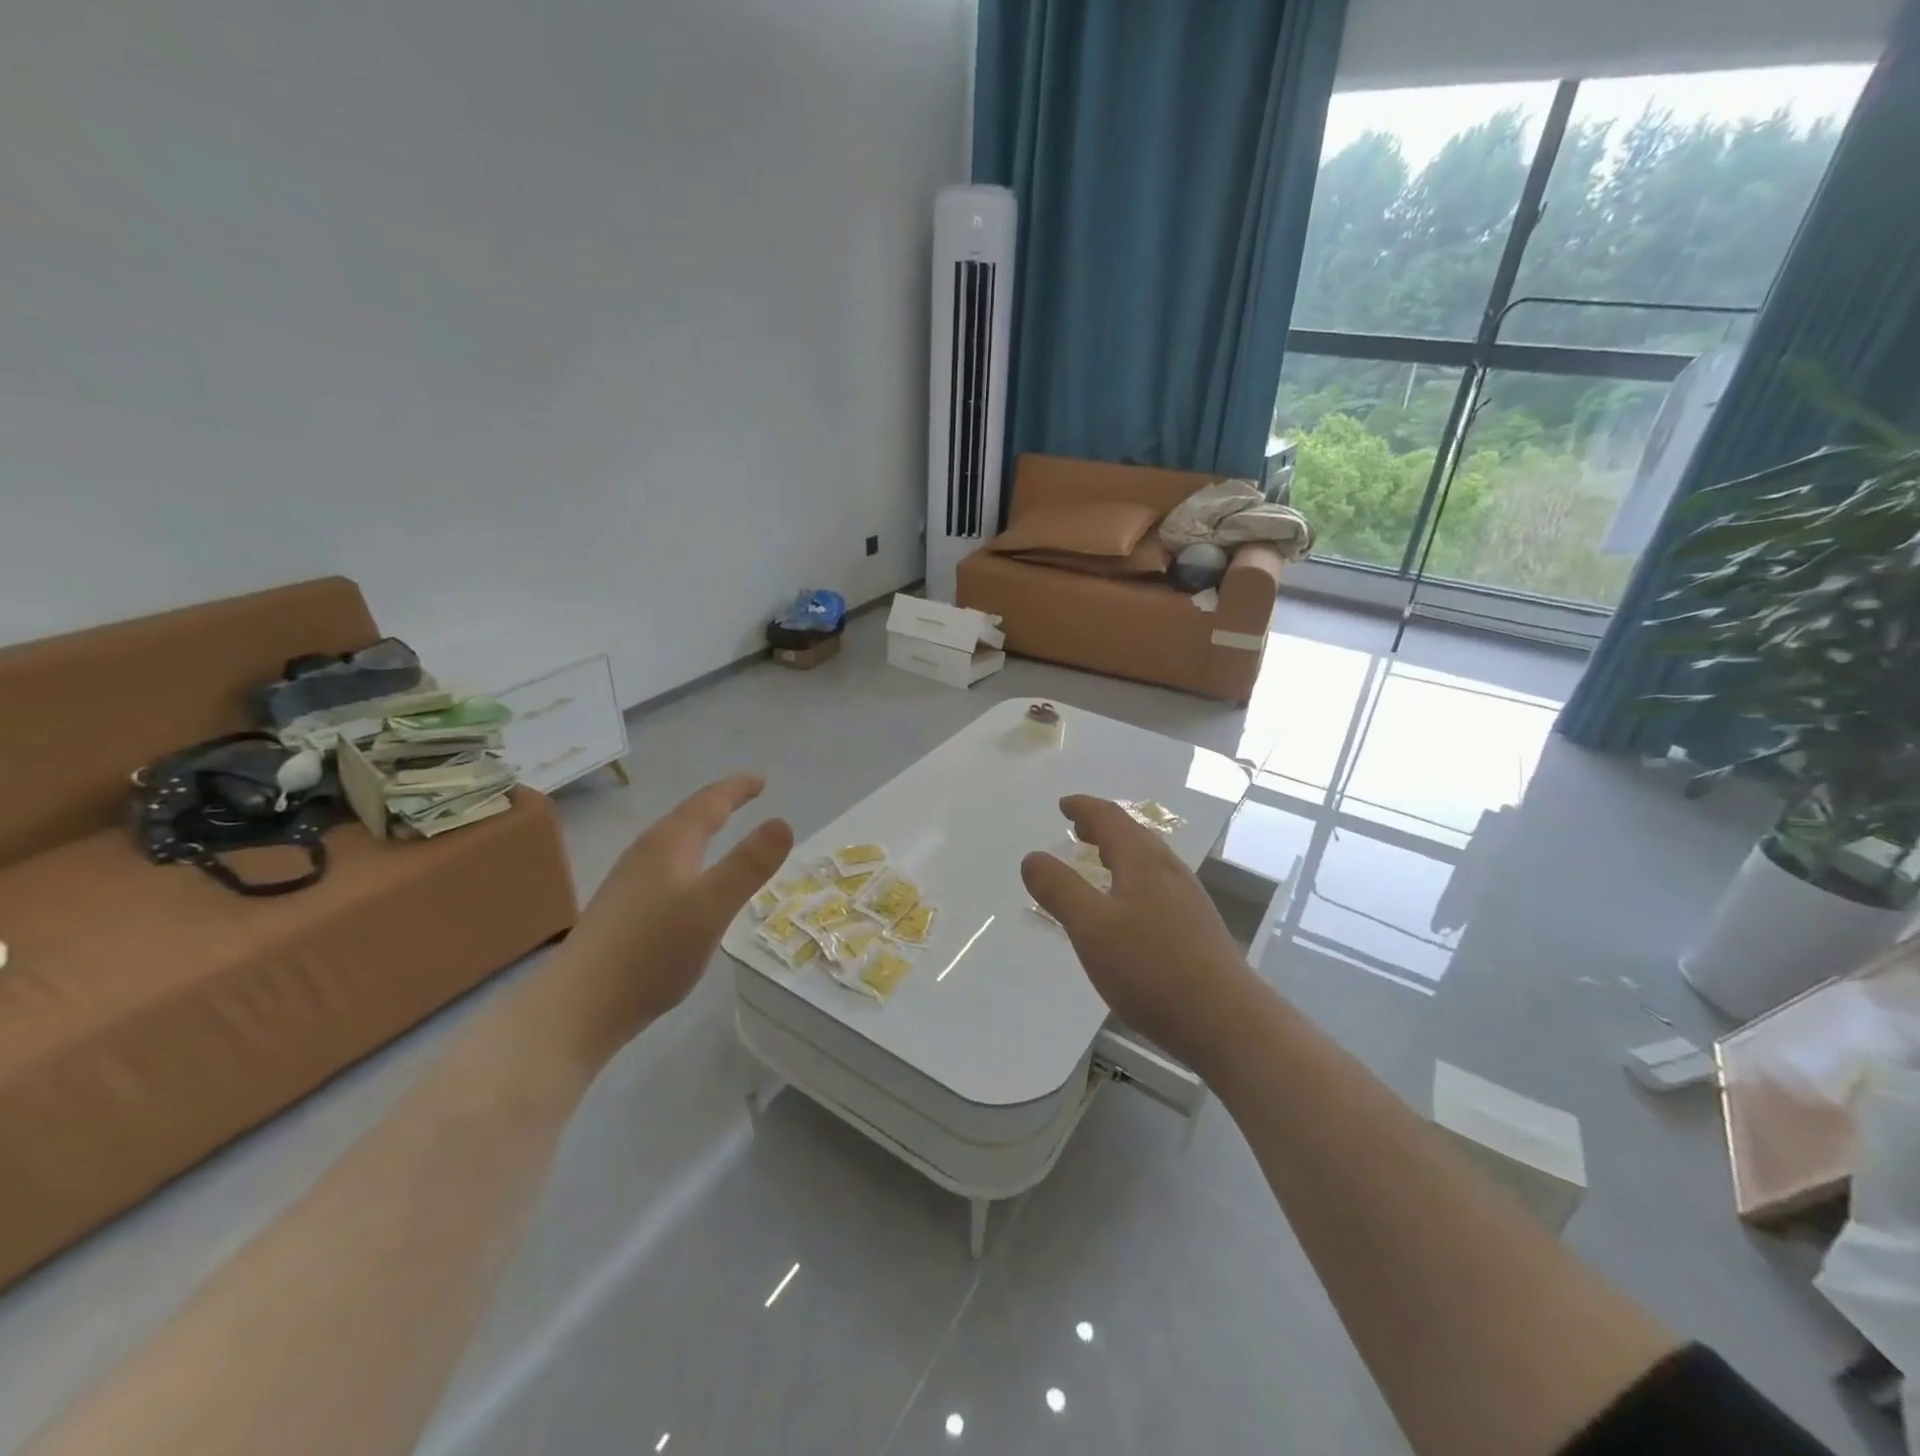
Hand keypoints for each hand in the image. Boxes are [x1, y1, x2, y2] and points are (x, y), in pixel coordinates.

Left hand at [536, 774, 792, 1066]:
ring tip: (720, 831)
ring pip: (672, 842)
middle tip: (745, 797)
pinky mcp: (620, 910)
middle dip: (718, 804)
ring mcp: (628, 882)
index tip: (761, 780)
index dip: (736, 789)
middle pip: (686, 817)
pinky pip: (664, 866)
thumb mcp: (712, 906)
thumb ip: (749, 865)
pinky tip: (686, 883)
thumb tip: (783, 822)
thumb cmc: (652, 952)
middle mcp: (645, 854)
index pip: (708, 803)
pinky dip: (688, 858)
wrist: (577, 1007)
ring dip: (700, 830)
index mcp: (669, 845)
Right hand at [1021, 795, 1254, 1069]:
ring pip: (1148, 862)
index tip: (1064, 804)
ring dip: (1119, 854)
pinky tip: (1127, 909)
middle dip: (1102, 828)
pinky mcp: (1197, 928)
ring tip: (1099, 861)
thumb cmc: (1152, 968)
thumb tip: (1033, 857)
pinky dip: (1132, 879)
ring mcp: (1188, 900)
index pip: (1111, 819)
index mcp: (1143, 862)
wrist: (1227, 1022)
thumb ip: (1059, 890)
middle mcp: (1169, 872)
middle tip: (1077, 828)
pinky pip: (1157, 886)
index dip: (1085, 808)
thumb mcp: (1092, 928)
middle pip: (1134, 836)